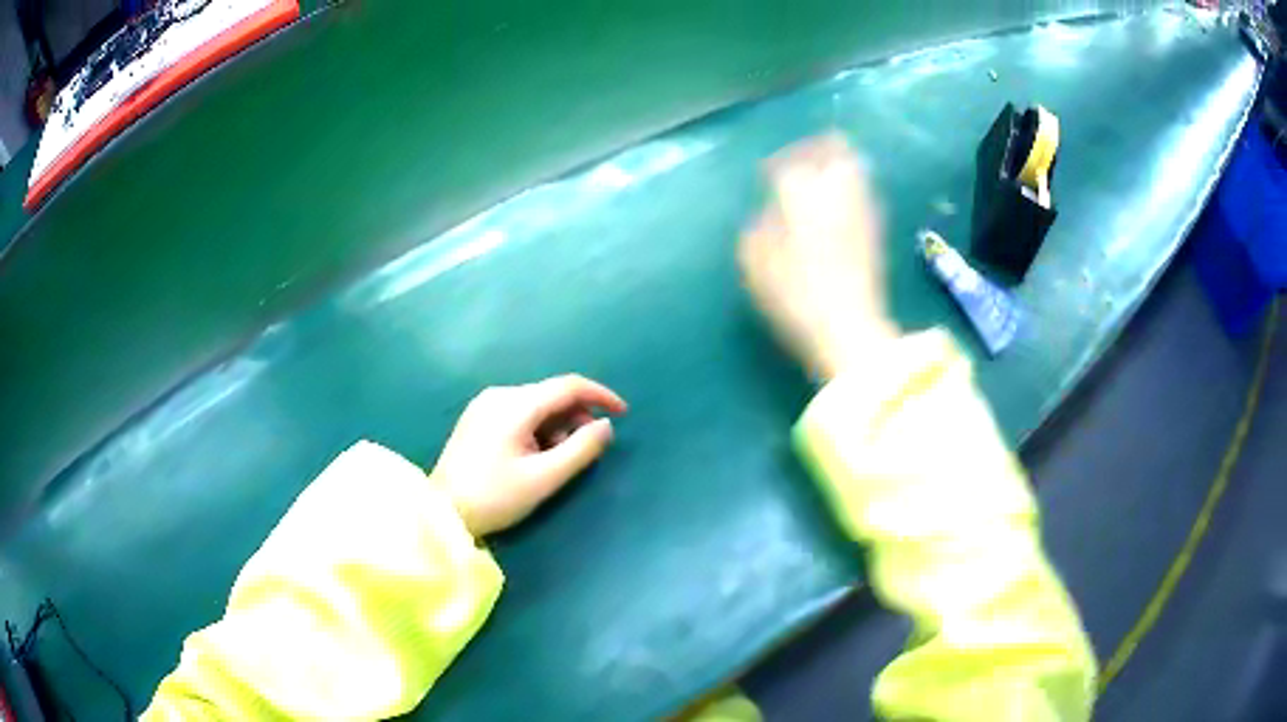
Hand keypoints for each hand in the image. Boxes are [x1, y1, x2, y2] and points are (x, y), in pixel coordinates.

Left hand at [432, 375, 627, 535]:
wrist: (442, 512)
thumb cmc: (494, 496)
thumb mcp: (544, 478)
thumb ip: (581, 449)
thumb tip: (606, 426)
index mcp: (515, 404)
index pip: (568, 385)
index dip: (600, 395)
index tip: (623, 414)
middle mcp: (500, 395)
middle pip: (551, 394)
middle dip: (576, 417)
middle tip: (588, 450)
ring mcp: (485, 405)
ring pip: (536, 405)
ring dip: (557, 426)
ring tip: (558, 460)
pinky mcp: (478, 419)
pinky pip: (519, 413)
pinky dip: (538, 428)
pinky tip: (536, 455)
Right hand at [739, 133, 897, 378]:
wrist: (848, 328)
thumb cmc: (794, 295)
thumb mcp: (755, 263)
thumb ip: (758, 227)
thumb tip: (769, 213)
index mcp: (800, 192)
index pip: (789, 162)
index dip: (776, 165)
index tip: (766, 175)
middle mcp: (836, 189)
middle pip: (836, 149)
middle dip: (819, 148)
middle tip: (803, 159)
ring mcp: (862, 208)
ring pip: (856, 168)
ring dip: (838, 165)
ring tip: (823, 179)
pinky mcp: (878, 230)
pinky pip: (865, 193)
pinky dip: (851, 189)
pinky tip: (839, 207)